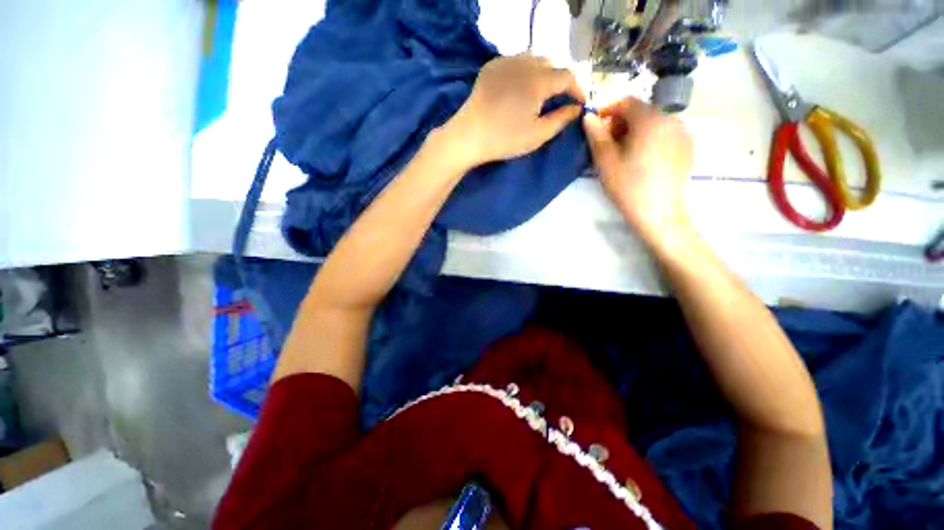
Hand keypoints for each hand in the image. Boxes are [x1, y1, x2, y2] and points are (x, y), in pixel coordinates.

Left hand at [445, 54, 584, 165]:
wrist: (469, 136)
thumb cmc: (505, 139)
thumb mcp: (537, 135)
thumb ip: (560, 119)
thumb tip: (576, 109)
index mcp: (539, 80)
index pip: (568, 76)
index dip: (577, 89)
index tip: (579, 104)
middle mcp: (525, 63)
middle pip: (551, 65)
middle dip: (560, 81)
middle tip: (559, 100)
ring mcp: (506, 62)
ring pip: (533, 59)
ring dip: (543, 73)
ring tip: (541, 93)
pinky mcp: (491, 66)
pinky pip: (515, 62)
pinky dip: (524, 71)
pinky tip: (520, 88)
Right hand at [582, 97, 694, 247]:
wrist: (660, 213)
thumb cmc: (629, 187)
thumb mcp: (606, 162)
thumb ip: (597, 136)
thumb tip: (588, 117)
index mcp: (651, 120)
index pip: (627, 101)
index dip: (608, 110)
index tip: (595, 127)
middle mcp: (671, 119)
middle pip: (642, 111)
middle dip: (621, 123)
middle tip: (607, 144)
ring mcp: (683, 133)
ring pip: (654, 122)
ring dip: (634, 131)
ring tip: (623, 154)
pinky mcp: (688, 147)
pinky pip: (664, 134)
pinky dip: (649, 139)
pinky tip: (642, 161)